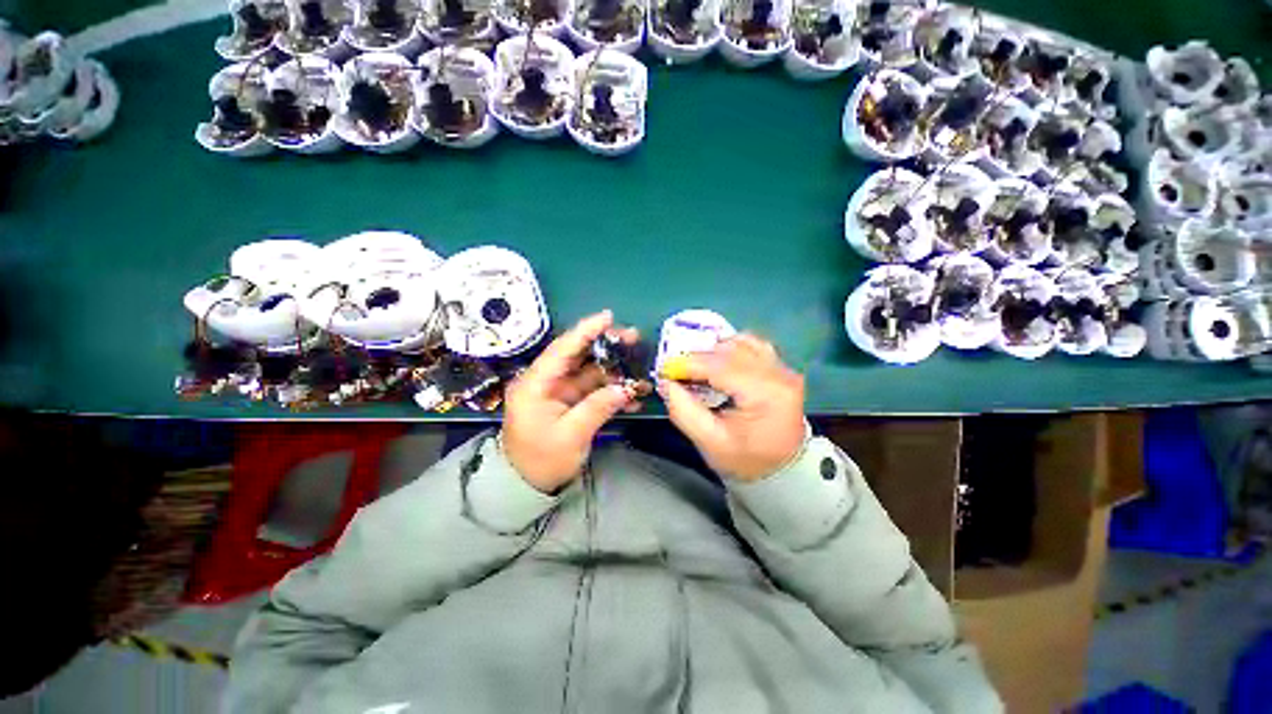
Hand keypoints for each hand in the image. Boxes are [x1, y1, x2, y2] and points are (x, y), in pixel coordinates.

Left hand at [502, 311, 639, 492]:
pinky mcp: (569, 403)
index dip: (585, 330)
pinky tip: (633, 395)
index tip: (608, 317)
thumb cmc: (541, 461)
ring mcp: (559, 392)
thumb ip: (597, 408)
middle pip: (578, 355)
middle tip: (633, 338)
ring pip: (589, 372)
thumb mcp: (569, 436)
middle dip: (606, 345)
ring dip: (614, 369)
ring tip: (639, 365)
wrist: (526, 486)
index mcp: (535, 384)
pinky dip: (611, 391)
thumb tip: (625, 389)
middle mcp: (546, 382)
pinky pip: (593, 390)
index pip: (562, 349)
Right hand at [659, 334, 805, 481]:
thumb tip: (666, 382)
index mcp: (765, 394)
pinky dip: (731, 348)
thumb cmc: (745, 460)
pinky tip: (718, 361)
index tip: (664, 369)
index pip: (721, 367)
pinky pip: (753, 345)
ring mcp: (783, 368)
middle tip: (676, 369)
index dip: (688, 364)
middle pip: (730, 350)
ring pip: (741, 342)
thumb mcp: (709, 442)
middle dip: (698, 356)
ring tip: (696, 366)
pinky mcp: (782, 367)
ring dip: (714, 350)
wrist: (783, 470)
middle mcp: (779, 374)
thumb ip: (683, 410)